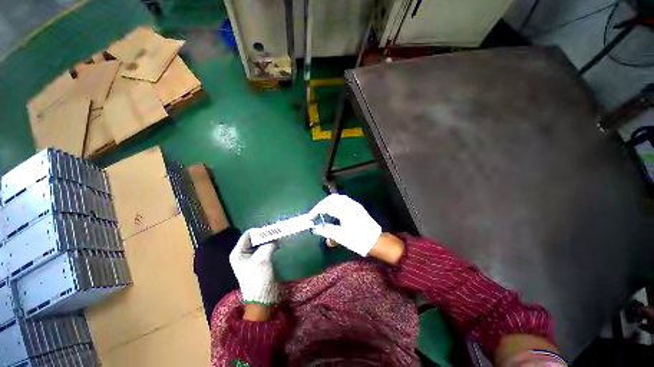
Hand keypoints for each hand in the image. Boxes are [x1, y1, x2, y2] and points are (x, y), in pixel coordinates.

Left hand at [229, 230, 279, 304]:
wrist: (261, 297)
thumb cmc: (258, 278)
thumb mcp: (262, 259)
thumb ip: (268, 244)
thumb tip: (276, 238)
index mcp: (238, 252)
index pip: (248, 234)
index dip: (260, 231)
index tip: (272, 232)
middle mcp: (243, 253)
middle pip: (254, 238)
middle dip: (265, 235)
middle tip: (277, 234)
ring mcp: (250, 257)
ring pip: (260, 243)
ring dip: (269, 240)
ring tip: (278, 240)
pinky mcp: (258, 260)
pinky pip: (264, 248)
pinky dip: (270, 245)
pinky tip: (277, 246)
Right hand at [309, 194, 381, 255]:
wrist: (376, 241)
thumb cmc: (359, 240)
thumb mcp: (341, 237)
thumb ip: (327, 230)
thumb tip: (315, 228)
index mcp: (345, 210)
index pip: (326, 206)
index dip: (316, 211)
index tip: (309, 217)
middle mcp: (349, 204)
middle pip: (331, 199)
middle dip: (321, 205)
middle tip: (315, 213)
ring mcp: (354, 204)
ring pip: (337, 198)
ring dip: (327, 203)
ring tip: (322, 211)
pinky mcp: (356, 207)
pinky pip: (342, 200)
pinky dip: (334, 203)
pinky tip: (332, 210)